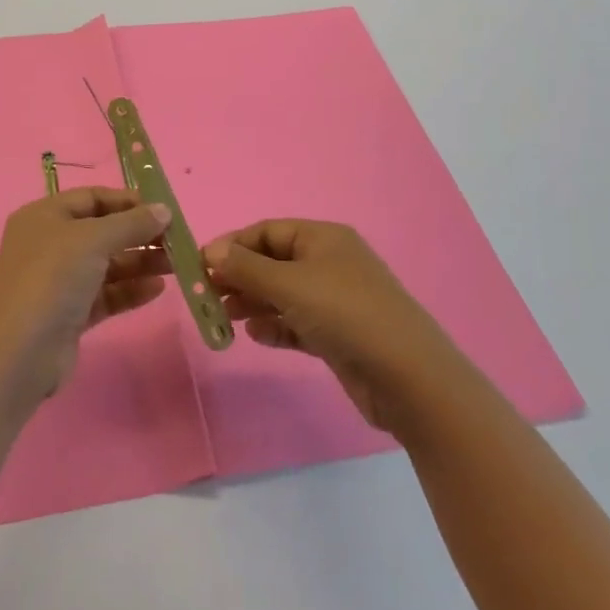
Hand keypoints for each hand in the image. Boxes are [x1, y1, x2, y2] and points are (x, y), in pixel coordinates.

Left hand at [0, 187, 173, 399]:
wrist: (20, 352)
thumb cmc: (52, 278)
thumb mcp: (93, 239)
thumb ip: (131, 223)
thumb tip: (164, 210)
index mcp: (44, 216)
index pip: (92, 198)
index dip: (127, 202)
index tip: (162, 210)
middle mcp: (49, 244)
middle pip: (102, 232)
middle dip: (139, 234)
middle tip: (177, 240)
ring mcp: (58, 281)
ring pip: (106, 265)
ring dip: (140, 262)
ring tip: (176, 264)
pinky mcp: (69, 314)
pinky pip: (106, 294)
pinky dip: (130, 290)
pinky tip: (158, 289)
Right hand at [204, 220, 453, 434]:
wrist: (408, 377)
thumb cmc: (345, 314)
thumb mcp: (289, 284)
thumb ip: (246, 268)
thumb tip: (211, 251)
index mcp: (322, 238)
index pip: (266, 232)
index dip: (233, 245)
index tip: (201, 266)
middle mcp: (328, 263)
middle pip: (272, 262)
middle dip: (239, 276)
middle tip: (206, 296)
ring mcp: (334, 300)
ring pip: (282, 294)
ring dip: (252, 303)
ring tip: (223, 317)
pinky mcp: (337, 335)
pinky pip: (296, 323)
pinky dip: (274, 327)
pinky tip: (255, 336)